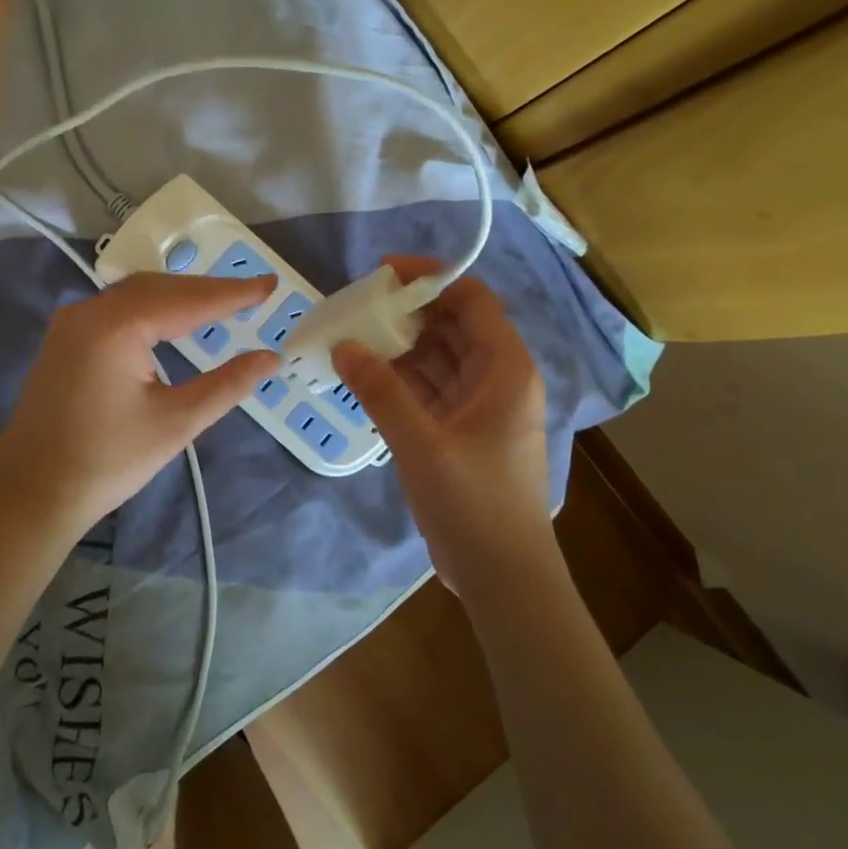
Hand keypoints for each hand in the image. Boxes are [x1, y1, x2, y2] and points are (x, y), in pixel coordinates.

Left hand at [0, 272, 280, 542]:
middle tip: (251, 295)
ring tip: (221, 304)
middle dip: (207, 290)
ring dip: (179, 297)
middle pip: (159, 287)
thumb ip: (226, 385)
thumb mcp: (176, 423)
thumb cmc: (107, 462)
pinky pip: (116, 310)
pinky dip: (152, 309)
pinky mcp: (64, 340)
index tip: (269, 285)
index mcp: (116, 326)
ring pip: (136, 295)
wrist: (30, 494)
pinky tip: (172, 320)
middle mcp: (89, 312)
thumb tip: (271, 358)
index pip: (187, 299)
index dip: (232, 293)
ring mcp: (71, 323)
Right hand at [333, 257, 551, 585]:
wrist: (502, 576)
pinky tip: (364, 376)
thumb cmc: (474, 504)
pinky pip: (429, 388)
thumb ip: (380, 391)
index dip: (431, 278)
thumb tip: (343, 344)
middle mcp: (496, 378)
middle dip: (407, 312)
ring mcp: (478, 406)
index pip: (471, 300)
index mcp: (504, 369)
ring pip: (438, 357)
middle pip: (452, 325)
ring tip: (352, 336)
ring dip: (399, 346)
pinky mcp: (460, 430)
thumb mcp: (422, 444)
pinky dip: (399, 379)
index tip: (383, 272)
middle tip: (356, 306)